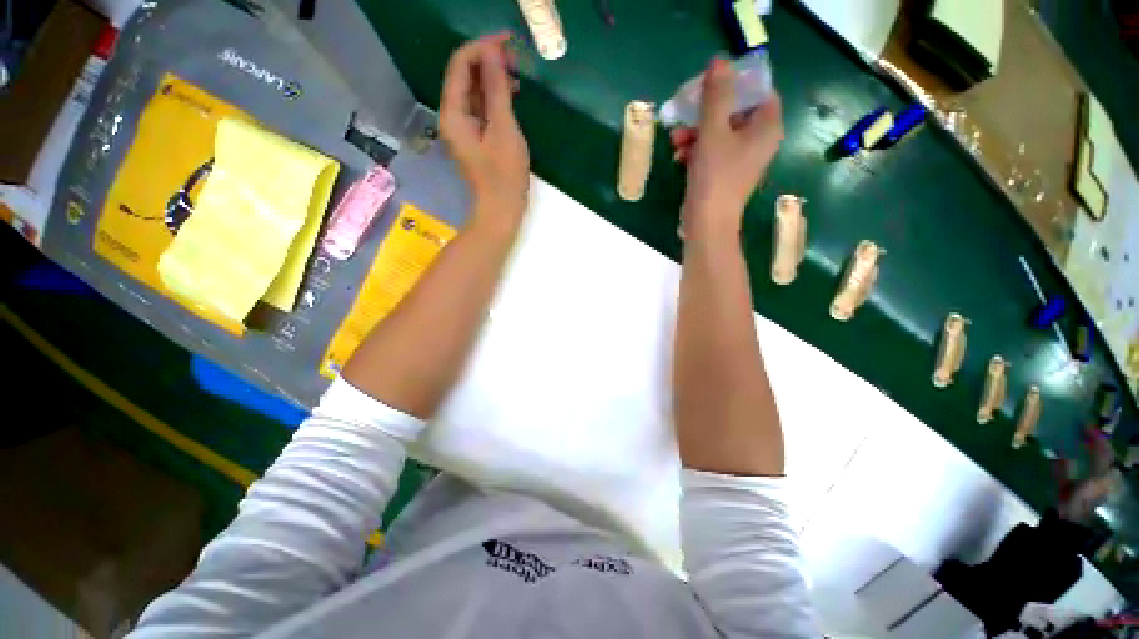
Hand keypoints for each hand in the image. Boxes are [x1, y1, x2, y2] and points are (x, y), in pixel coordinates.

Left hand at [439, 33, 530, 227]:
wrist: (501, 211)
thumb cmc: (504, 176)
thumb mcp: (503, 130)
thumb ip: (496, 90)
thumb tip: (494, 53)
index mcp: (453, 113)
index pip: (460, 65)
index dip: (482, 48)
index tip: (508, 42)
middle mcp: (452, 116)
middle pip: (464, 76)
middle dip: (487, 61)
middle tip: (515, 58)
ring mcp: (463, 128)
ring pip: (473, 91)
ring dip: (492, 78)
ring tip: (516, 74)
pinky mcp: (474, 137)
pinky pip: (480, 107)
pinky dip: (494, 97)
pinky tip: (511, 95)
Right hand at [670, 58, 783, 238]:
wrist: (708, 223)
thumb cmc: (715, 176)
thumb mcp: (713, 132)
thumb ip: (717, 95)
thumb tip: (720, 61)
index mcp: (767, 127)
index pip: (758, 91)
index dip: (735, 84)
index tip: (710, 86)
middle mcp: (759, 141)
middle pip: (735, 112)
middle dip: (706, 113)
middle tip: (685, 113)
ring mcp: (742, 160)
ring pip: (720, 133)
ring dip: (696, 132)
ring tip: (675, 140)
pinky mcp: (726, 174)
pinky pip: (713, 152)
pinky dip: (696, 150)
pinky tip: (679, 156)